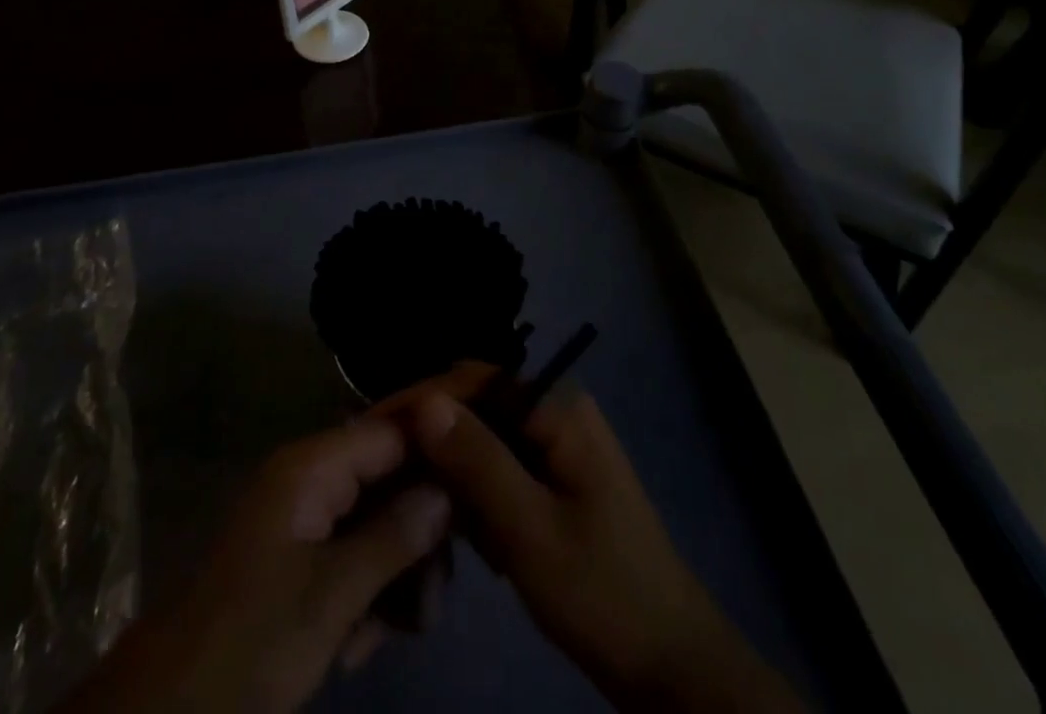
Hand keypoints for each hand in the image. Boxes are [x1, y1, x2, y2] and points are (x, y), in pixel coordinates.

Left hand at [69, 417, 451, 713]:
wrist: (170, 708)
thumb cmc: (251, 639)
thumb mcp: (330, 596)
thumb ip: (393, 537)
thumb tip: (448, 489)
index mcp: (312, 465)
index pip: (392, 425)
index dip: (440, 430)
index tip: (488, 443)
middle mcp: (311, 477)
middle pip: (390, 475)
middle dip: (421, 528)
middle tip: (442, 589)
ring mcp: (304, 516)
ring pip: (377, 520)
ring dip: (398, 571)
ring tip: (407, 627)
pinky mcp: (299, 555)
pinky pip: (354, 553)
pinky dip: (369, 592)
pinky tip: (364, 642)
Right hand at [388, 365, 804, 713]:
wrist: (670, 666)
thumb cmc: (603, 594)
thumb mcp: (531, 532)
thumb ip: (478, 462)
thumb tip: (425, 403)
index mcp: (560, 408)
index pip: (476, 379)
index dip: (423, 398)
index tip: (374, 429)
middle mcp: (558, 412)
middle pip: (479, 405)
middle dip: (436, 440)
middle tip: (389, 473)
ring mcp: (560, 446)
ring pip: (486, 439)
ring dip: (456, 473)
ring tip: (426, 508)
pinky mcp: (557, 480)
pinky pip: (502, 468)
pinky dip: (479, 495)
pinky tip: (472, 536)